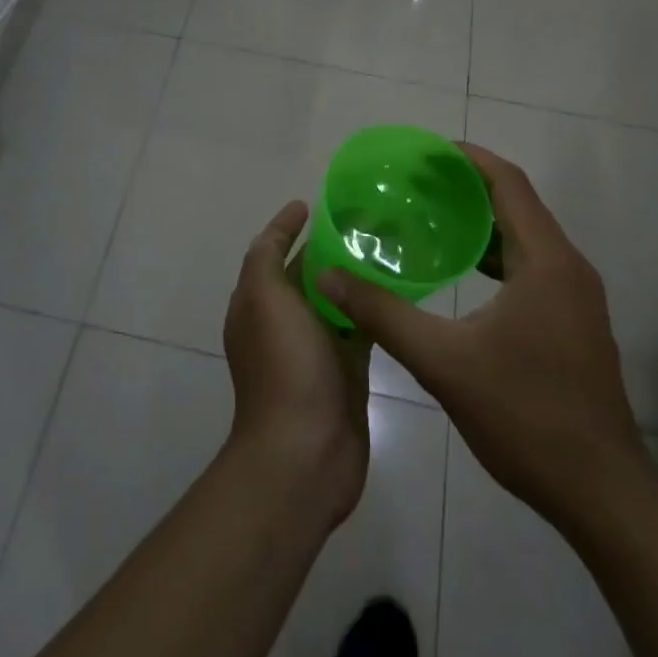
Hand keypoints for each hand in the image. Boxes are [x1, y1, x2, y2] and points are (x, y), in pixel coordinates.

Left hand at [222, 200, 371, 527]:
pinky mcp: (347, 370)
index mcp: (257, 303)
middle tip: (369, 219)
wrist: (305, 453)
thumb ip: (266, 257)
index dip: (288, 225)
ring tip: (390, 246)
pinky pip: (360, 328)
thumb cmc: (283, 366)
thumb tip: (283, 225)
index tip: (316, 203)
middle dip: (330, 246)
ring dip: (355, 276)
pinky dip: (374, 309)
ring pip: (337, 299)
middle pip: (308, 272)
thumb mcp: (262, 298)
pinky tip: (400, 291)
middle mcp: (283, 322)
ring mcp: (316, 348)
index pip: (272, 251)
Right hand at [317, 143, 651, 539]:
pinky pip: (532, 267)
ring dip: (481, 223)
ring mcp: (577, 298)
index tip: (426, 152)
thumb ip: (382, 313)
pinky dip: (495, 256)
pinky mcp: (574, 323)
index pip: (508, 184)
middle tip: (415, 184)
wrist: (602, 494)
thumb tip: (330, 276)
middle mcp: (568, 268)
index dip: (469, 160)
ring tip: (430, 219)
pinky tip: (461, 273)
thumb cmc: (525, 416)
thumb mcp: (443, 361)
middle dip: (468, 188)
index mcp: (546, 262)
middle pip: (517, 206)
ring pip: (526, 239)